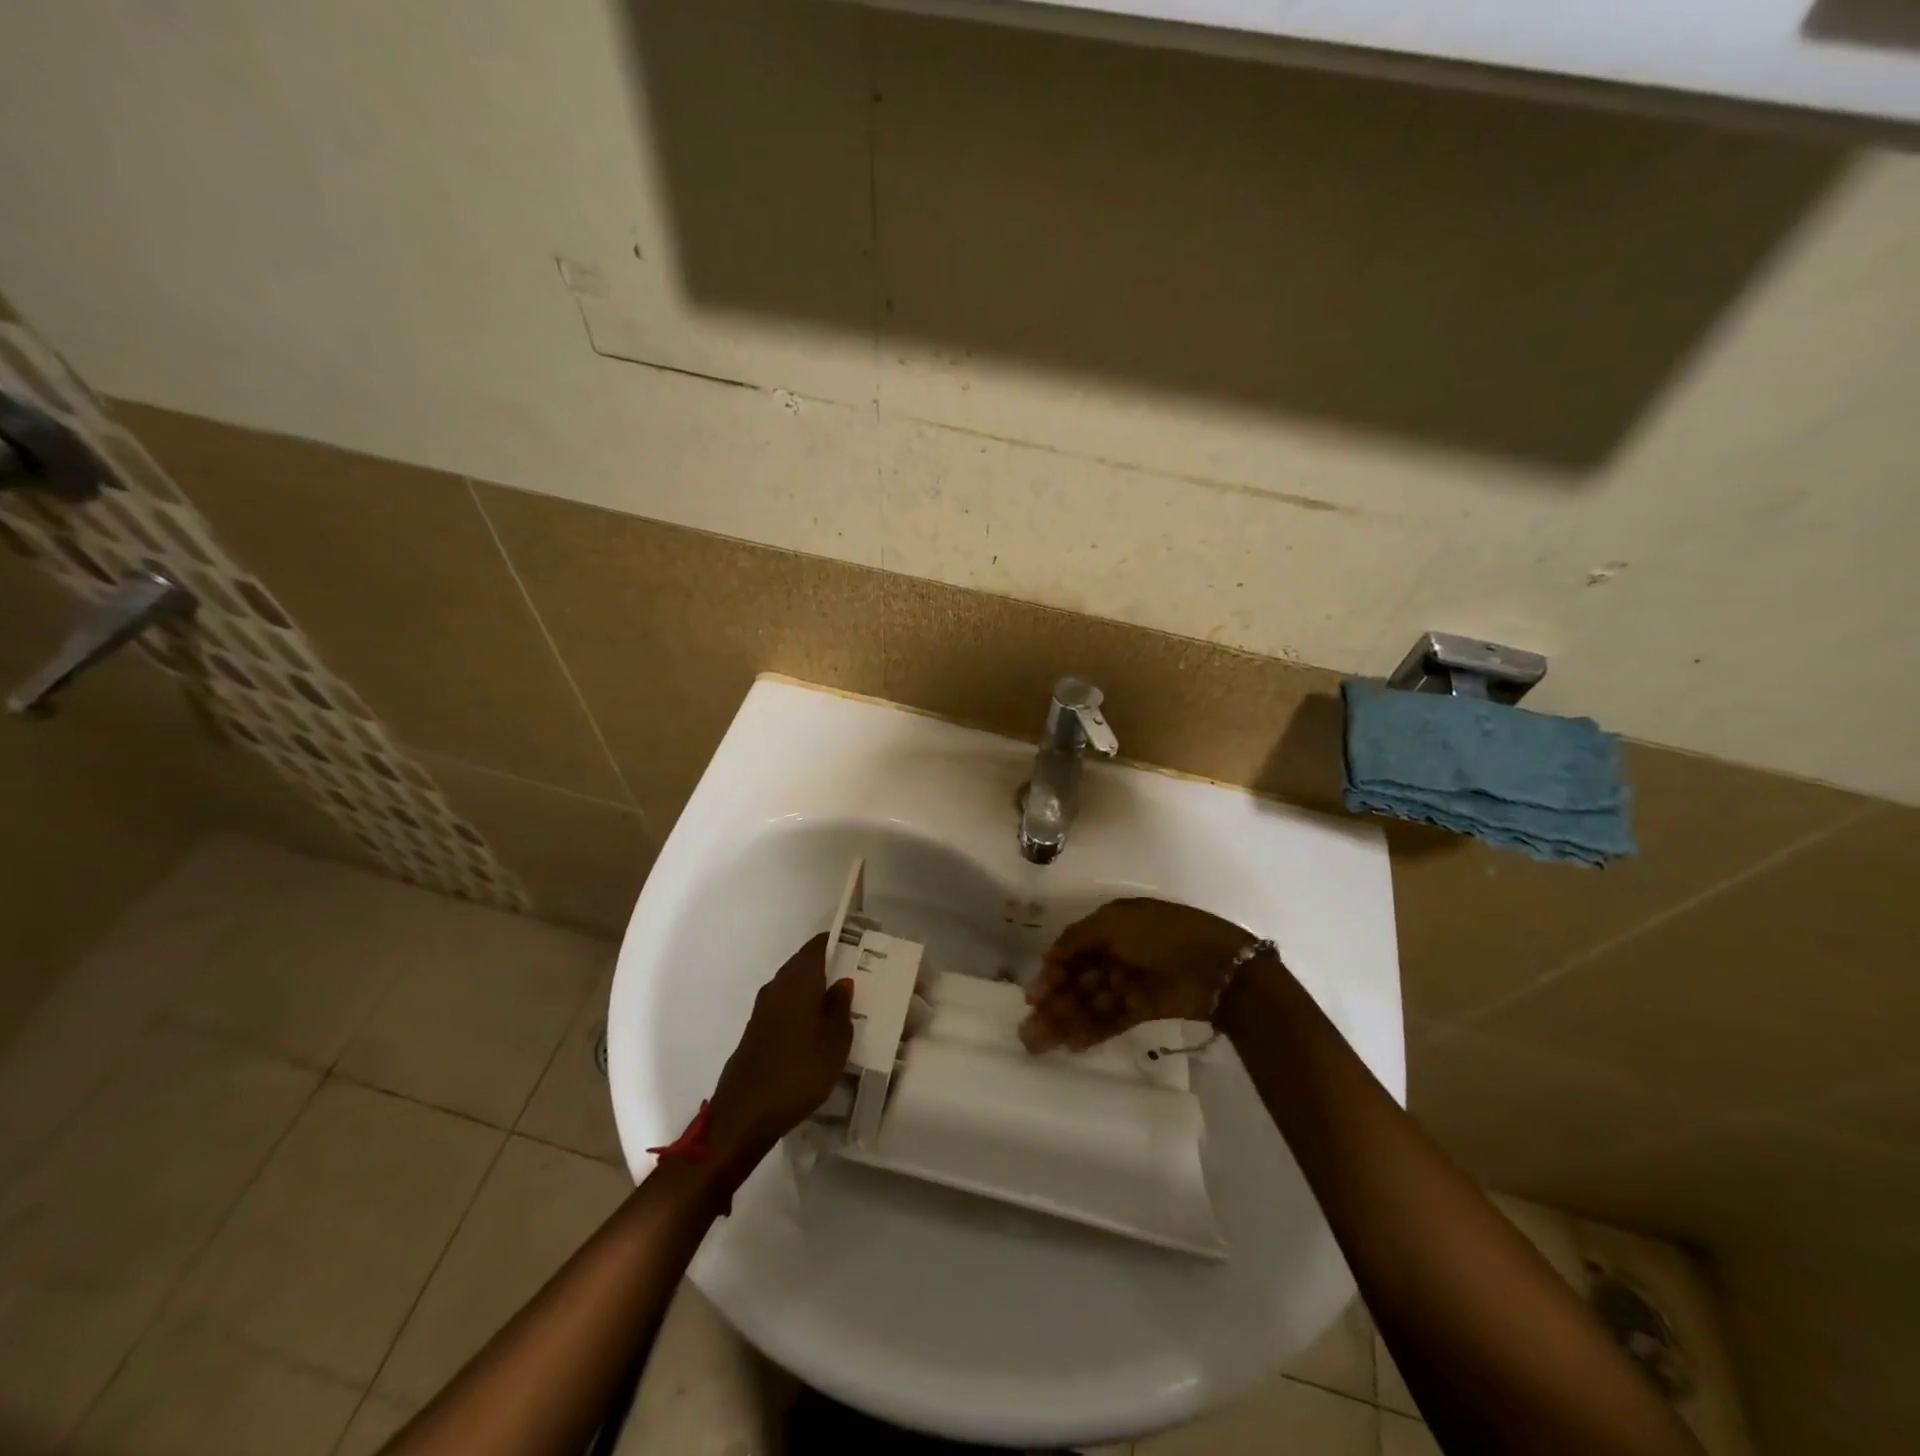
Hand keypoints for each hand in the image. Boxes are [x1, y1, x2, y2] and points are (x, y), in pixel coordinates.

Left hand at [706, 934, 854, 1175]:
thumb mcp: (835, 1041)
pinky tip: (818, 1028)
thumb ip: (840, 1007)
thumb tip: (842, 982)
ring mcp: (763, 1009)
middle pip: (805, 964)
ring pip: (794, 987)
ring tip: (843, 1003)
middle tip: (859, 976)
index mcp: (798, 980)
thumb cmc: (799, 1071)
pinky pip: (785, 1007)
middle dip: (830, 967)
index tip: (861, 947)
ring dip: (816, 990)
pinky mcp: (757, 1031)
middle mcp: (777, 986)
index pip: (818, 945)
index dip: (839, 942)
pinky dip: (803, 1009)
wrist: (745, 1113)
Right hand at [1019, 898, 1256, 1053]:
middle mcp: (1116, 952)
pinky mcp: (1143, 1008)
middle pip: (1077, 980)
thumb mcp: (1114, 923)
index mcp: (1110, 925)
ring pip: (1089, 1003)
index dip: (1051, 973)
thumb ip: (1077, 939)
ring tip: (1039, 1045)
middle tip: (1027, 1032)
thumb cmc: (1162, 935)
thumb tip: (1049, 958)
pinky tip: (1071, 1044)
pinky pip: (1110, 1019)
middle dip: (1052, 1004)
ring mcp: (1129, 981)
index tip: (1033, 997)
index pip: (1071, 950)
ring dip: (1065, 1022)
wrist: (1218, 966)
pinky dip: (1091, 1031)